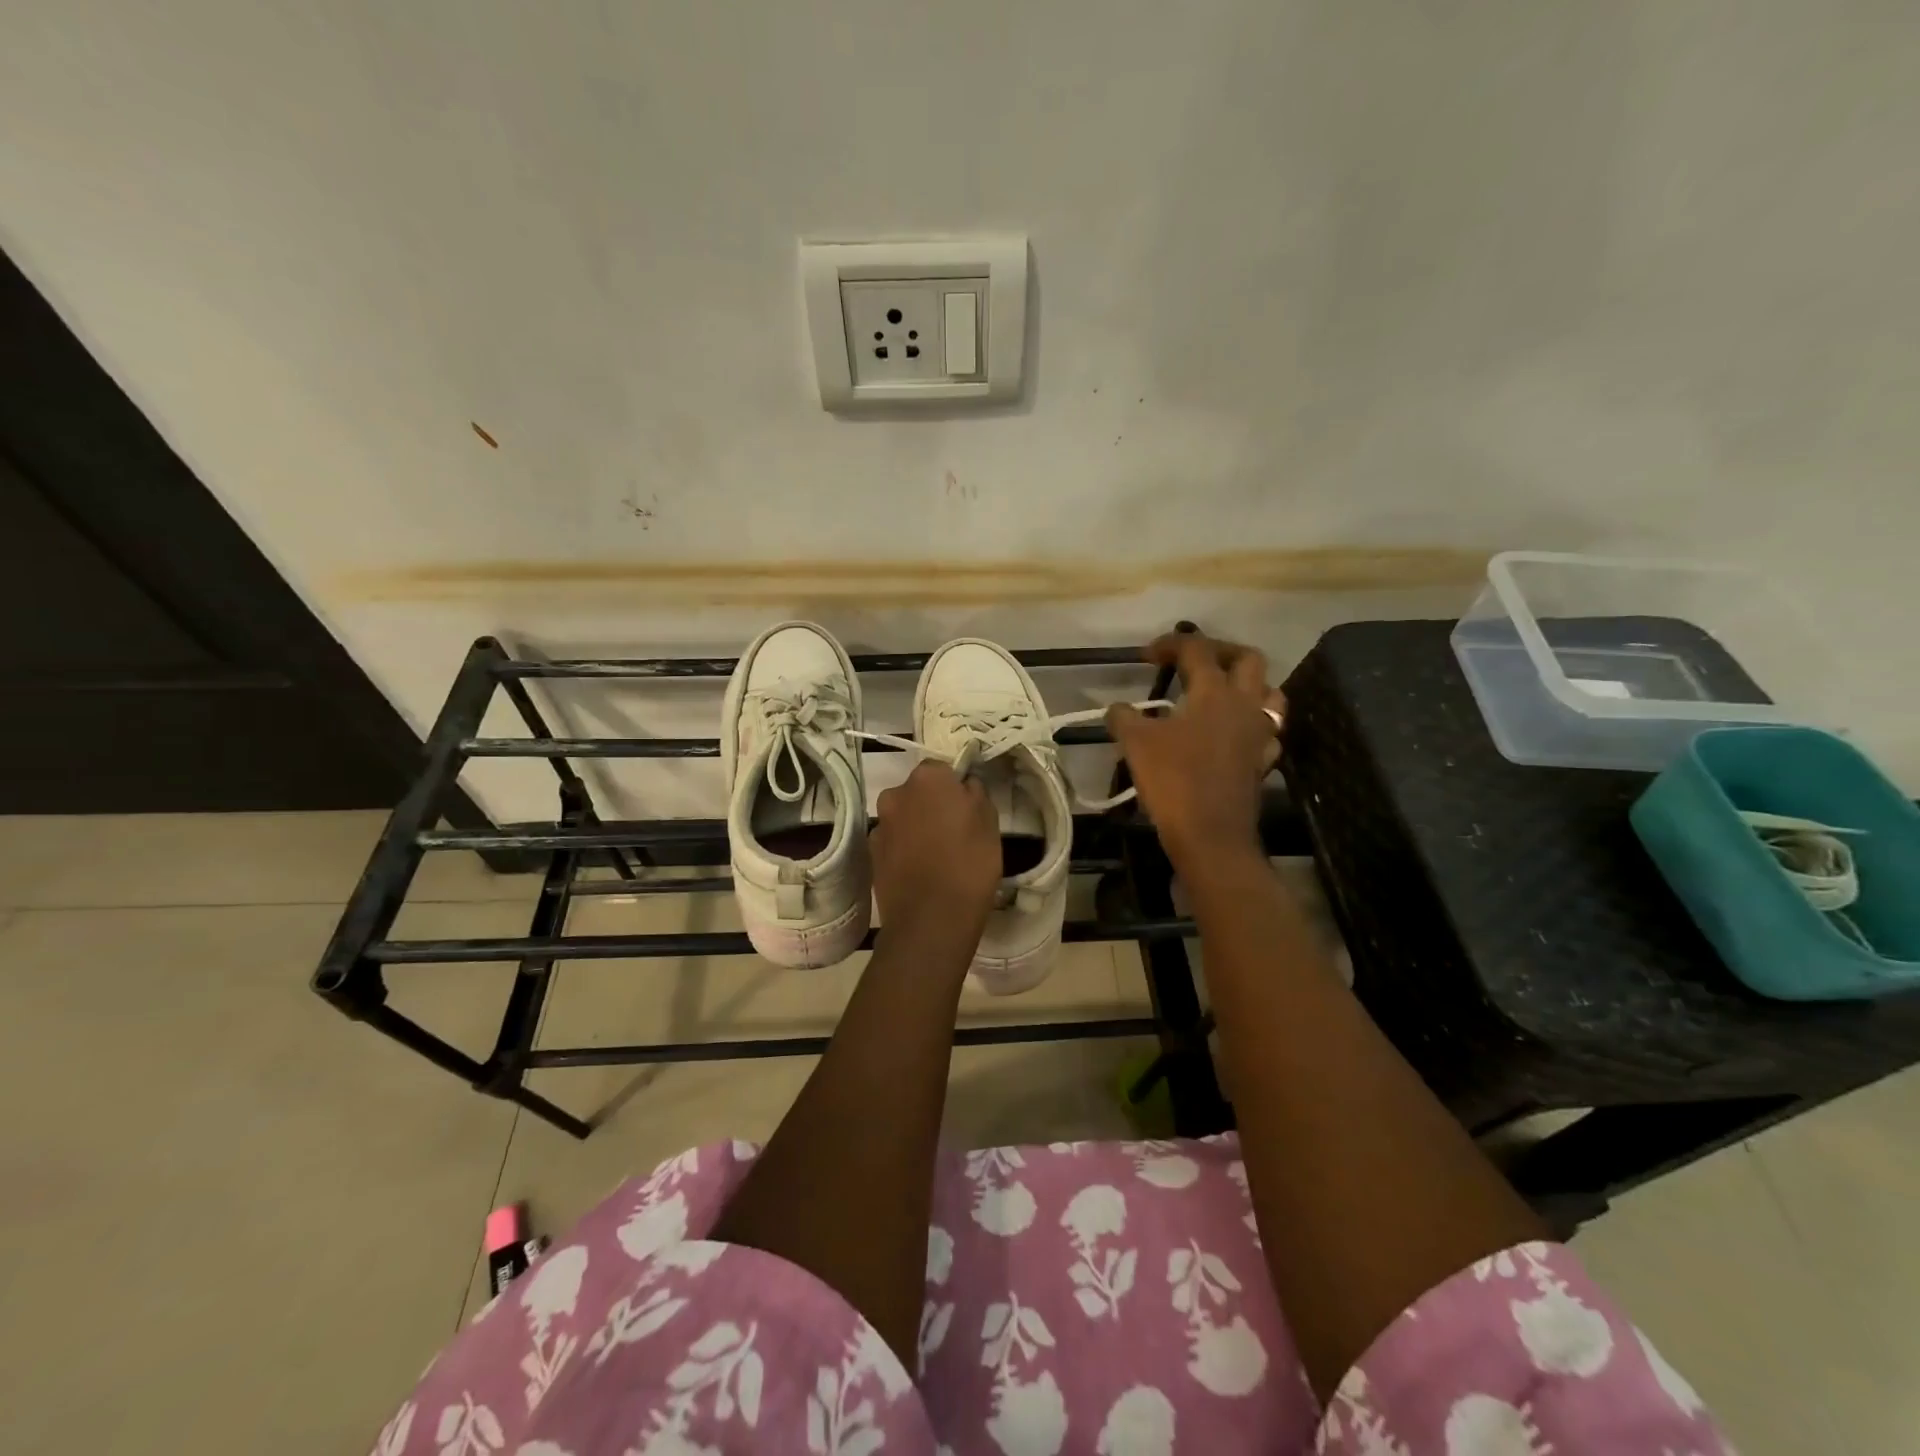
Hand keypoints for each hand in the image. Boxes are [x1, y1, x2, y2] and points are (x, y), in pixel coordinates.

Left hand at [871, 760, 1001, 943]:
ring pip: (903, 817)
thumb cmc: (969, 864)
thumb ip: (975, 793)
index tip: (967, 809)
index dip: (955, 788)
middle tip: (954, 832)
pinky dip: (904, 849)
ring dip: (916, 827)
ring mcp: (879, 825)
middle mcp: (896, 794)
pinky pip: (893, 842)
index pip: (942, 770)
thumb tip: (964, 785)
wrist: (932, 919)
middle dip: (931, 805)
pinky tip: (920, 871)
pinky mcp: (870, 854)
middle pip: (917, 792)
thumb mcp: (990, 822)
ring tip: (937, 856)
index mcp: (927, 778)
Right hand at [1106, 632, 1283, 869]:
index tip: (1147, 655)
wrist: (1211, 835)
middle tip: (1193, 662)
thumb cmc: (1174, 781)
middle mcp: (1245, 704)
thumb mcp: (1136, 744)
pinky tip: (1232, 733)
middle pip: (1248, 659)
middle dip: (1220, 651)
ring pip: (1269, 692)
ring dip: (1247, 684)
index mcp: (1215, 692)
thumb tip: (1116, 708)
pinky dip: (1251, 723)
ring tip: (1220, 692)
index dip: (1170, 644)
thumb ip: (1124, 718)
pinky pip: (1267, 730)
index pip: (1197, 650)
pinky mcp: (1263, 760)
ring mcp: (1260, 733)